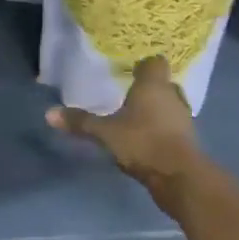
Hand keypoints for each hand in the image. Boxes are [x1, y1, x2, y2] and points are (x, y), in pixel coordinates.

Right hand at [47, 56, 200, 190]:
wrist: (180, 177)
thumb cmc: (142, 142)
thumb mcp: (106, 133)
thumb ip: (81, 122)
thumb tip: (49, 113)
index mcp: (153, 85)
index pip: (155, 62)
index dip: (144, 64)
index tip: (131, 70)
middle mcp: (172, 96)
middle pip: (163, 84)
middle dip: (149, 88)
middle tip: (131, 93)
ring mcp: (184, 119)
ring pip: (170, 106)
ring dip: (158, 110)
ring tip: (138, 117)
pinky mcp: (189, 140)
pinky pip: (174, 126)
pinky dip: (164, 128)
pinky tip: (148, 138)